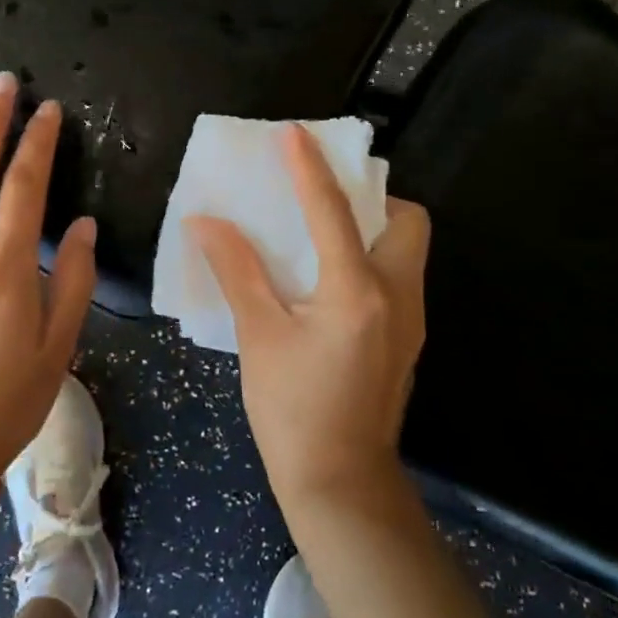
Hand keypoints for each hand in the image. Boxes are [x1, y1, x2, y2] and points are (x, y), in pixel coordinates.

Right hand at [187, 124, 430, 513]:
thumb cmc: (292, 411)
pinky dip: (370, 259)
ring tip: (322, 235)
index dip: (309, 167)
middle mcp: (398, 295)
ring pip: (407, 248)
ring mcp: (411, 319)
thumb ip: (237, 271)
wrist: (341, 483)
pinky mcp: (408, 338)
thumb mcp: (259, 336)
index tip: (293, 134)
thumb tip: (206, 222)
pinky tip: (328, 281)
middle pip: (405, 219)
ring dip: (372, 227)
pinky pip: (398, 276)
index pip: (332, 211)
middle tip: (324, 202)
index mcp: (357, 291)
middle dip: (371, 197)